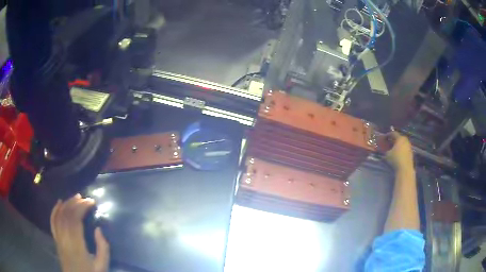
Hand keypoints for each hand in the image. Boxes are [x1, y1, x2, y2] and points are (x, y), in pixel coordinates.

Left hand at [50, 194, 109, 271]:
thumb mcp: (102, 266)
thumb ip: (102, 248)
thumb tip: (98, 229)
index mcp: (76, 245)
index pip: (75, 220)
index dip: (82, 207)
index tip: (91, 202)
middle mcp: (65, 238)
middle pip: (66, 215)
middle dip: (75, 203)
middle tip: (85, 198)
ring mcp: (58, 238)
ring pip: (59, 216)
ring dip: (66, 204)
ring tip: (75, 197)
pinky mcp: (56, 239)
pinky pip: (53, 222)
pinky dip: (55, 210)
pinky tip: (59, 203)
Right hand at [385, 131, 413, 171]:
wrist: (405, 169)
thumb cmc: (395, 159)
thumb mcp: (387, 154)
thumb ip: (386, 150)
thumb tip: (385, 149)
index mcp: (400, 138)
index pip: (393, 133)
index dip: (388, 135)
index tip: (384, 138)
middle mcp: (405, 140)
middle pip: (398, 137)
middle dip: (393, 140)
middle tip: (389, 143)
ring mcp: (409, 146)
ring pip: (402, 143)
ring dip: (397, 144)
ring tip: (393, 149)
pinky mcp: (410, 152)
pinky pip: (405, 148)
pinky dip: (401, 149)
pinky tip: (398, 153)